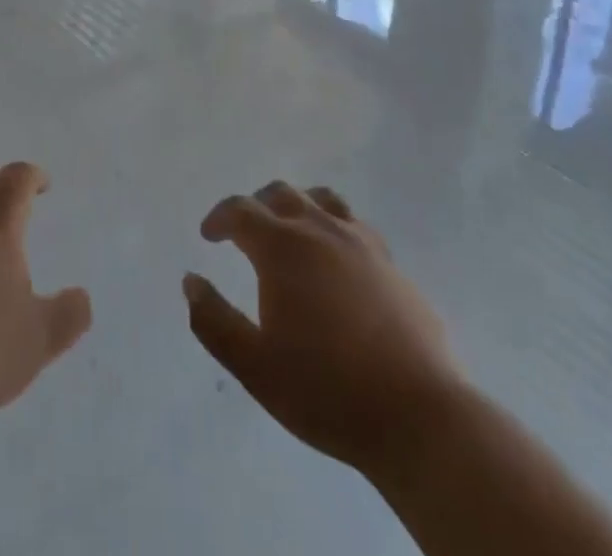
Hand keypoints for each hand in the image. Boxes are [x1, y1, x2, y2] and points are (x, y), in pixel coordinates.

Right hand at [183, 182, 463, 472]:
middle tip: (245, 231)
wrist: (419, 417)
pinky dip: (334, 230)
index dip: (220, 217)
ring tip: (291, 232)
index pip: (241, 210)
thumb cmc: (326, 391)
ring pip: (323, 201)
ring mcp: (362, 243)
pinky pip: (355, 227)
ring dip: (298, 206)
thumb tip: (191, 281)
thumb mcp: (254, 366)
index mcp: (283, 247)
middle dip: (257, 205)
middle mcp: (321, 230)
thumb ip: (214, 321)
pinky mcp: (393, 265)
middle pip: (282, 194)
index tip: (209, 234)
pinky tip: (336, 262)